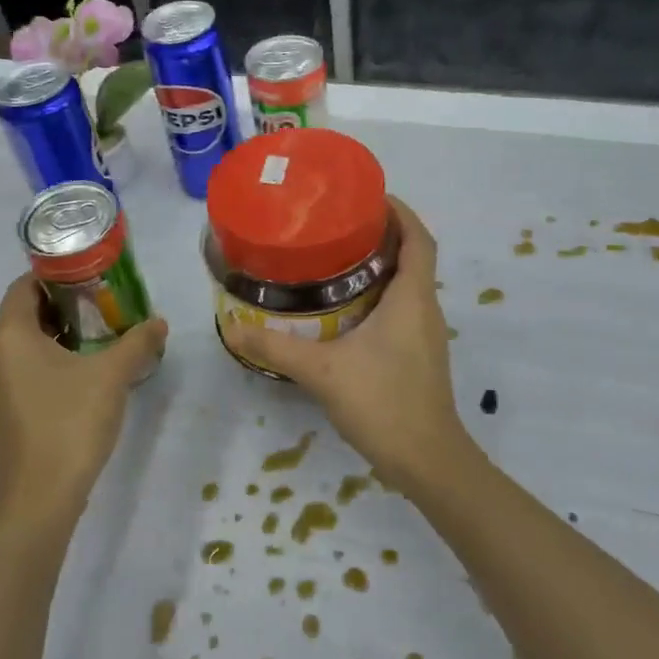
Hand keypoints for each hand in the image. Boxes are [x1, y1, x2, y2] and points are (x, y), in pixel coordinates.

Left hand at [0, 274, 168, 526]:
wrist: (41, 495)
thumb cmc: (71, 422)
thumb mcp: (112, 375)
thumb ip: (138, 341)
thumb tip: (159, 322)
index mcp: (9, 335)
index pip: (23, 286)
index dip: (56, 274)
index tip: (92, 275)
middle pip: (24, 312)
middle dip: (63, 303)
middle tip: (103, 301)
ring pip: (24, 341)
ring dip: (59, 332)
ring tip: (100, 332)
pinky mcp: (2, 407)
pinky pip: (23, 365)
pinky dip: (49, 357)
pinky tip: (84, 367)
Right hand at [222, 197, 470, 486]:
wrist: (427, 462)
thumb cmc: (384, 403)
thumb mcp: (322, 371)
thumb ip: (276, 347)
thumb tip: (230, 327)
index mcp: (412, 298)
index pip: (419, 238)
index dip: (400, 211)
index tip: (369, 195)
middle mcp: (424, 309)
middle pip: (412, 257)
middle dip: (380, 235)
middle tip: (336, 225)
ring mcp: (424, 335)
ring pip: (406, 286)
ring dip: (378, 267)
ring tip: (332, 260)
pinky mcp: (417, 356)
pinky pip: (400, 310)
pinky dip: (377, 297)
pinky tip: (342, 310)